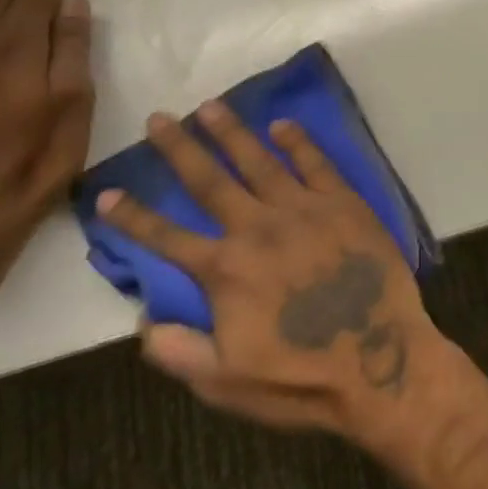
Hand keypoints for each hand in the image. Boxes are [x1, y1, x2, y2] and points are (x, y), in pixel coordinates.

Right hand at [95, 101, 439, 438]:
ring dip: (231, 132)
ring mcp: (303, 209)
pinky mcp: (343, 202)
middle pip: (209, 181)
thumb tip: (142, 321)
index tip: (106, 191)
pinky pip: (315, 163)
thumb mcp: (225, 383)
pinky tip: (282, 124)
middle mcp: (258, 228)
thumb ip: (178, 351)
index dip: (132, 216)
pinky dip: (297, 141)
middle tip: (158, 117)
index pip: (166, 237)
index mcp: (226, 270)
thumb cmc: (300, 379)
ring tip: (209, 105)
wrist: (381, 361)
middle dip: (179, 148)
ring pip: (259, 160)